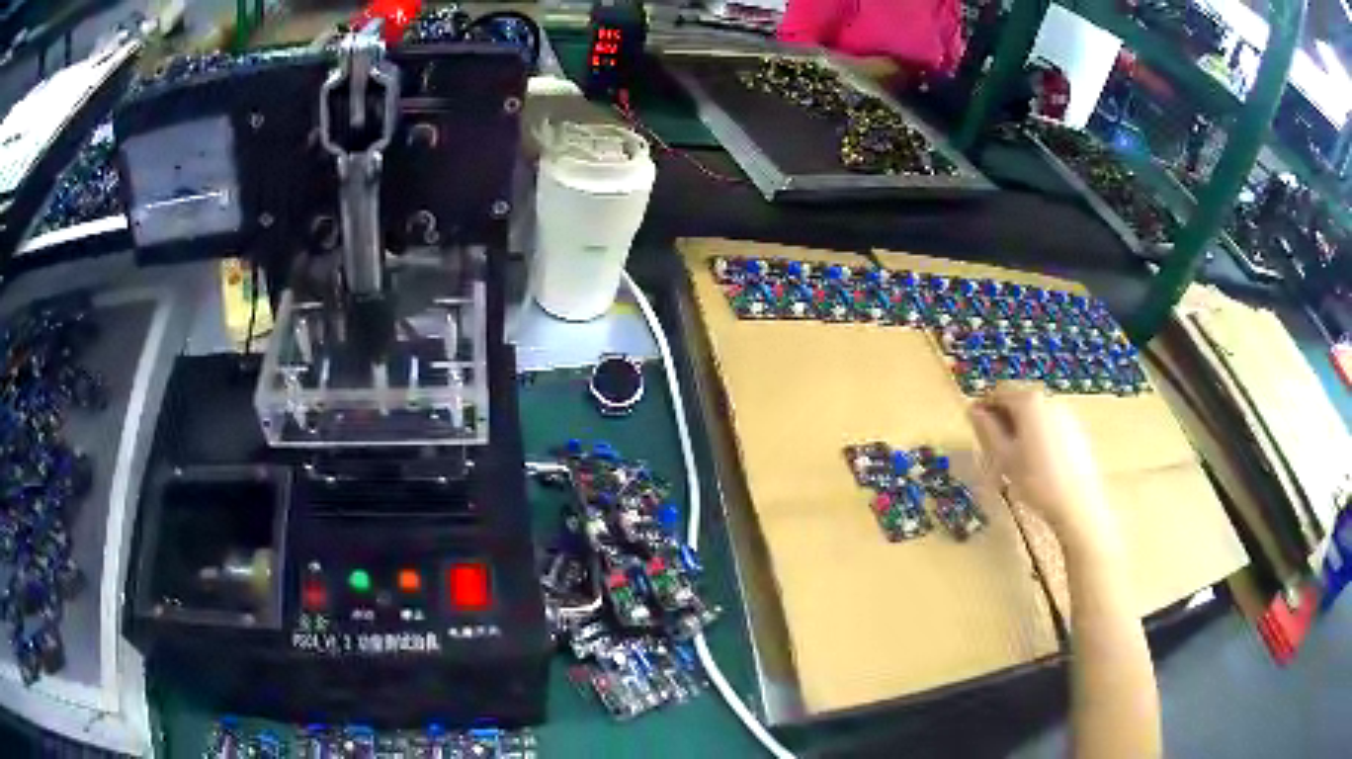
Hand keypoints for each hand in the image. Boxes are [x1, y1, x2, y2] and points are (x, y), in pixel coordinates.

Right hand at [968, 383, 1117, 554]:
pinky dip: (1039, 432)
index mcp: (1028, 402)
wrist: (1077, 502)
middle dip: (1004, 415)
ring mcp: (1065, 413)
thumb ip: (988, 429)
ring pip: (1036, 412)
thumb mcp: (1005, 457)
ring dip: (1022, 425)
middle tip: (993, 442)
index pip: (999, 391)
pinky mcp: (1076, 428)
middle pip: (1019, 399)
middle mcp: (1048, 399)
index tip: (974, 423)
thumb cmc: (1036, 480)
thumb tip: (974, 411)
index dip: (984, 405)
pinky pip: (1050, 423)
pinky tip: (1037, 459)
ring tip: (1015, 454)